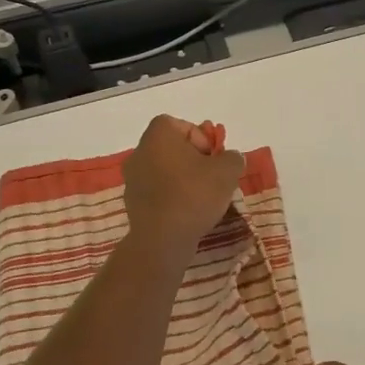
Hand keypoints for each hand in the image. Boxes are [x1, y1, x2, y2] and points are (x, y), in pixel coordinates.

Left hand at [121, 115, 243, 256]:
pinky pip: (157, 190)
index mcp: (158, 135)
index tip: (212, 159)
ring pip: (164, 170)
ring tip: (201, 197)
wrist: (162, 239)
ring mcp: (132, 178)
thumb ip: (232, 158)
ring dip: (183, 179)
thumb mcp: (227, 171)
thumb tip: (230, 158)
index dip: (201, 138)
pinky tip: (187, 211)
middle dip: (194, 160)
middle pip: (172, 148)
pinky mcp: (132, 202)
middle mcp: (140, 151)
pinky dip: (172, 196)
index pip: (180, 125)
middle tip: (211, 177)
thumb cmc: (193, 195)